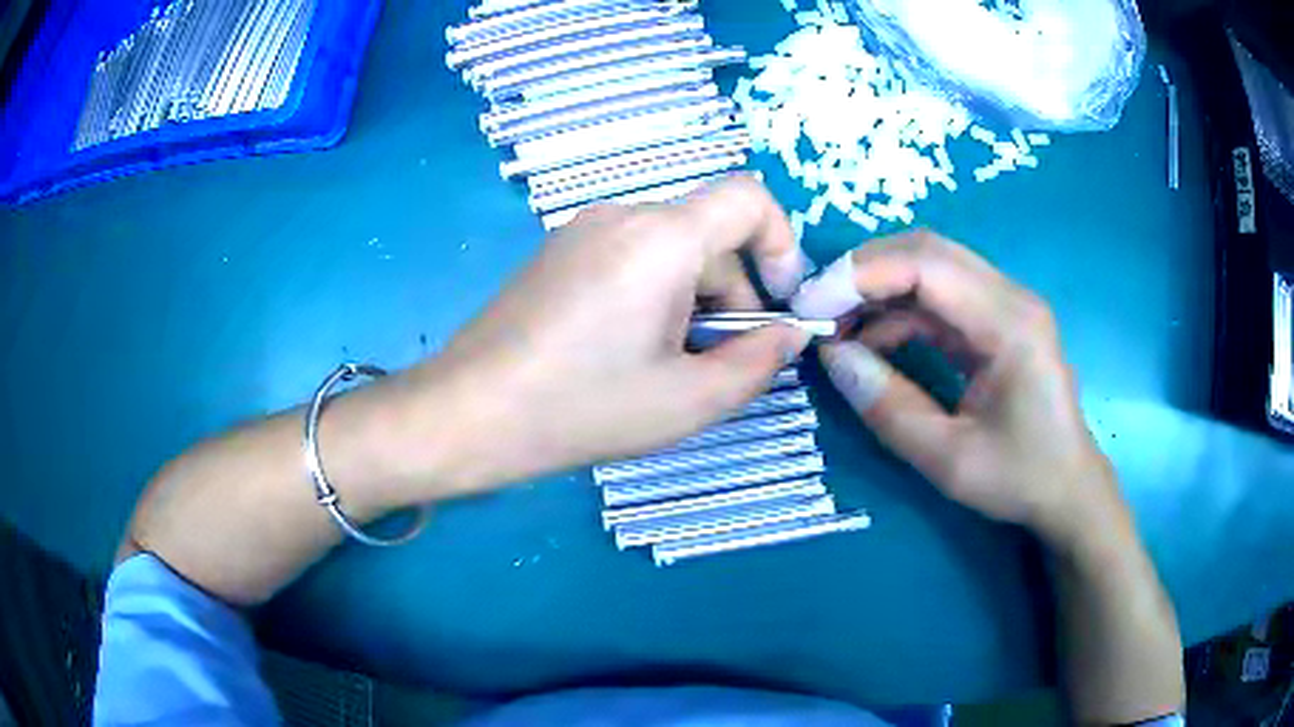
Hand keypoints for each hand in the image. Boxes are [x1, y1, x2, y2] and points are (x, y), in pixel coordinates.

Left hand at [419, 176, 812, 490]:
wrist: (469, 413)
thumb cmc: (583, 408)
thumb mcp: (689, 400)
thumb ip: (758, 361)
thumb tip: (790, 333)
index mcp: (661, 237)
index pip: (749, 197)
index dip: (781, 242)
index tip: (777, 302)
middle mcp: (622, 214)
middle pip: (709, 232)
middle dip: (732, 292)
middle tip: (716, 361)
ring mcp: (582, 230)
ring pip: (670, 248)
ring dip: (692, 298)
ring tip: (666, 364)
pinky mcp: (557, 251)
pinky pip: (631, 255)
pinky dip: (653, 292)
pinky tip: (624, 349)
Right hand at [791, 230, 1120, 545]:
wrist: (1067, 488)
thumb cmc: (1020, 478)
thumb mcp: (949, 459)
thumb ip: (890, 407)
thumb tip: (833, 357)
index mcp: (1009, 323)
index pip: (927, 265)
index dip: (862, 275)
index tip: (810, 305)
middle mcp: (1010, 296)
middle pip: (926, 251)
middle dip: (864, 272)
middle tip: (816, 309)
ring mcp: (1005, 303)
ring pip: (930, 267)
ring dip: (879, 289)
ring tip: (837, 329)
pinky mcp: (995, 319)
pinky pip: (939, 296)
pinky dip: (899, 311)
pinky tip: (873, 341)